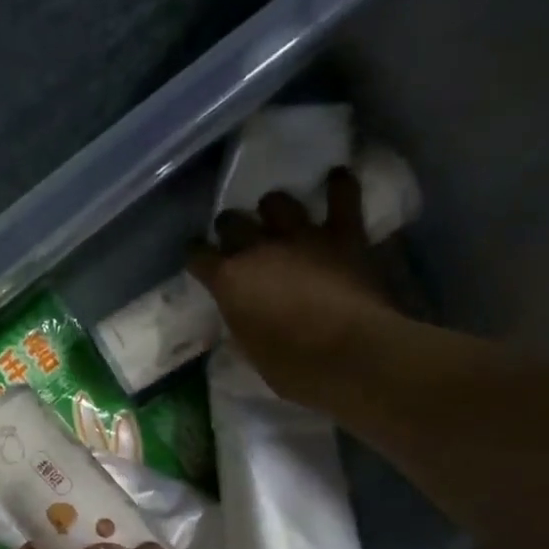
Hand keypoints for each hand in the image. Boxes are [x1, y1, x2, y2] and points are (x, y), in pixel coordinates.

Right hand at [188, 166, 406, 413]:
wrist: (351, 355)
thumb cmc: (294, 368)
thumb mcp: (251, 350)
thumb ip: (244, 321)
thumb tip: (245, 313)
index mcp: (229, 280)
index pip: (198, 255)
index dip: (197, 256)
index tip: (200, 262)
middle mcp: (258, 248)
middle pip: (232, 221)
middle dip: (231, 229)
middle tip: (238, 241)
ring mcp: (302, 236)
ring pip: (278, 201)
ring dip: (274, 208)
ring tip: (279, 218)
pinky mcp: (343, 234)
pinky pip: (342, 196)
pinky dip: (340, 186)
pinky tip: (338, 179)